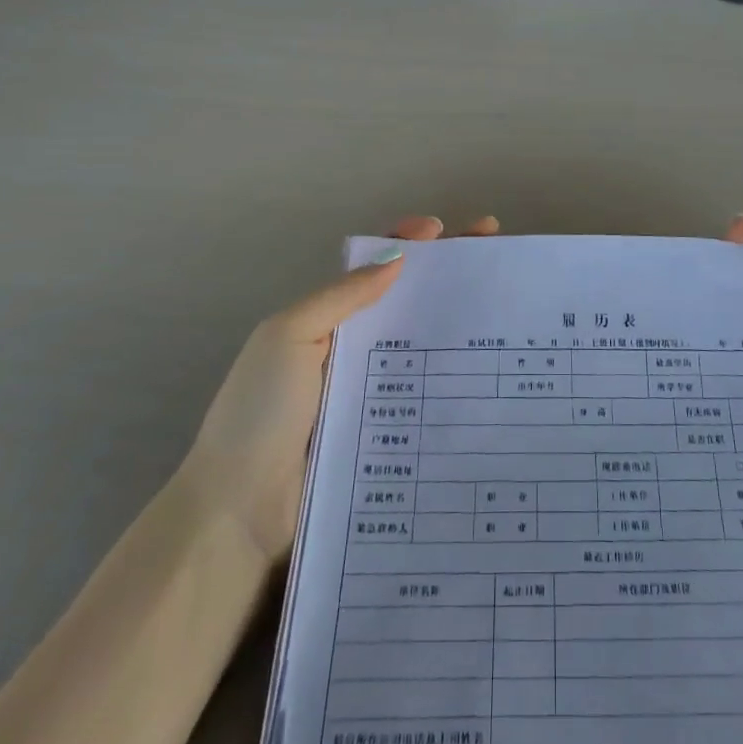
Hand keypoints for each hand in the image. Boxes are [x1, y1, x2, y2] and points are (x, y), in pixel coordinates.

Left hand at [180, 215, 499, 563]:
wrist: (238, 514)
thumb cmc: (260, 412)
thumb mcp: (288, 336)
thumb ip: (341, 296)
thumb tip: (398, 257)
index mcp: (326, 320)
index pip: (373, 269)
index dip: (407, 243)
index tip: (445, 230)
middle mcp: (354, 350)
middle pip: (407, 300)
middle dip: (447, 272)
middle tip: (493, 250)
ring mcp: (373, 394)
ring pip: (424, 345)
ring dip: (459, 321)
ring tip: (504, 304)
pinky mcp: (388, 436)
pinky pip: (426, 396)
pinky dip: (456, 378)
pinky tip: (493, 370)